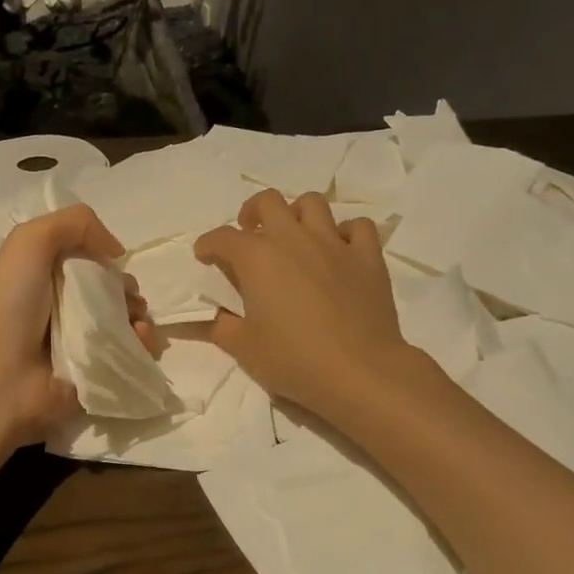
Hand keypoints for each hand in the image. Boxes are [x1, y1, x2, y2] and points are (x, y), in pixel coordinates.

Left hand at [0, 203, 151, 445]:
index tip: (113, 266)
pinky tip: (141, 340)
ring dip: (141, 316)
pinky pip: (134, 354)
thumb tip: (115, 251)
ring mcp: (84, 344)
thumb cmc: (14, 303)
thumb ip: (76, 224)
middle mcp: (68, 309)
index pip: (93, 263)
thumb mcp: (31, 241)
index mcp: (50, 278)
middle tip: (127, 300)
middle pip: (115, 292)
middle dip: (129, 291)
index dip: (108, 261)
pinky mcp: (99, 373)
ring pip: (129, 322)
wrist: (2, 374)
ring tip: (136, 323)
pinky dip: (144, 344)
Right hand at [195, 190, 417, 420]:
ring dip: (297, 214)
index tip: (205, 256)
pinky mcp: (368, 257)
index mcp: (257, 257)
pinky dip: (346, 232)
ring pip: (313, 203)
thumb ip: (219, 326)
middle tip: (251, 235)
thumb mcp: (244, 348)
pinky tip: (339, 250)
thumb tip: (205, 318)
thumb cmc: (294, 359)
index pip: (222, 237)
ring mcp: (334, 244)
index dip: (208, 245)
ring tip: (294, 237)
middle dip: (252, 212)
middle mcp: (293, 239)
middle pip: (268, 201)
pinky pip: (357, 227)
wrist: (359, 372)